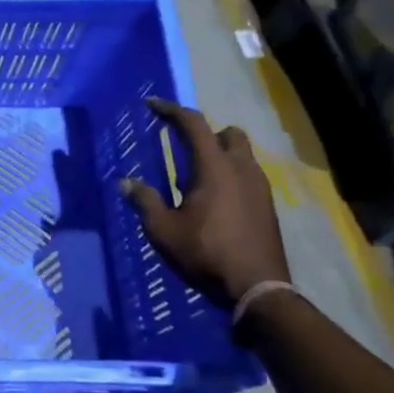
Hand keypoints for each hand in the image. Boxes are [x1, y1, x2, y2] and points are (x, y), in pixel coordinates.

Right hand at [119, 99, 288, 308]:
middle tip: (183, 147)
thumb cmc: (206, 252)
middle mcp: (242, 169)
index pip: (194, 124)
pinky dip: (230, 176)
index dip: (171, 110)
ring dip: (220, 155)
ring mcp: (260, 187)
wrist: (258, 287)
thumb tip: (126, 183)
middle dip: (206, 133)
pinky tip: (214, 201)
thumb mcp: (164, 229)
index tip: (152, 105)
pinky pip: (248, 176)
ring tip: (195, 178)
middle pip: (228, 133)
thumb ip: (145, 201)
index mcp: (215, 168)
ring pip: (242, 155)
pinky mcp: (267, 205)